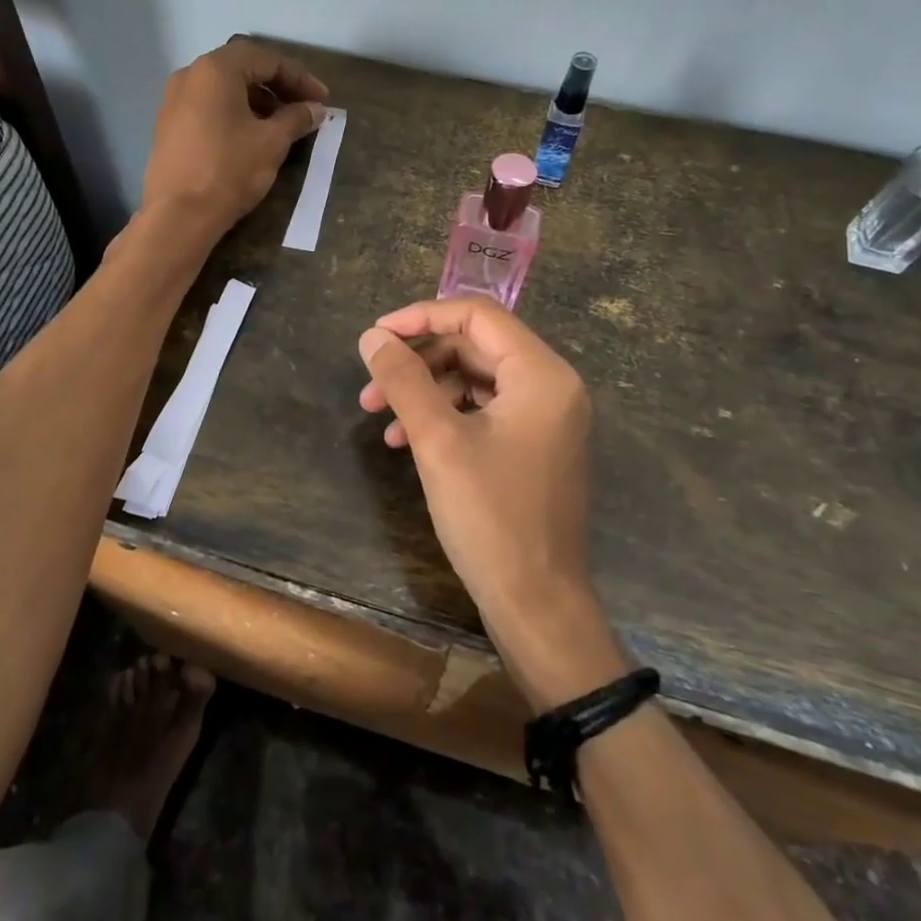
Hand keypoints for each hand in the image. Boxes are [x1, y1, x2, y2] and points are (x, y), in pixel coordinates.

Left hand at [142, 37, 327, 236]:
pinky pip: (208, 107)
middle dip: (278, 86)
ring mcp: (173, 100)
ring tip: (282, 125)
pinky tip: (252, 136)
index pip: (266, 59)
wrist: (178, 216)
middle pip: (242, 68)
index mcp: (216, 70)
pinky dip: (234, 113)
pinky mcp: (168, 126)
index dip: (300, 78)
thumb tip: (315, 109)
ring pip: (224, 89)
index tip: (322, 100)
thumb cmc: (228, 170)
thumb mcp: (271, 142)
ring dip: (257, 101)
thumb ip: (296, 119)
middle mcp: (190, 75)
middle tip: (304, 108)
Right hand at [357, 297, 622, 704]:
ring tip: (377, 417)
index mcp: (541, 374)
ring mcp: (544, 417)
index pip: (477, 315)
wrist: (536, 605)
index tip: (376, 335)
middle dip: (417, 361)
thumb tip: (372, 336)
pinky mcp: (532, 445)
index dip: (421, 316)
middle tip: (369, 385)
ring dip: (423, 390)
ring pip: (473, 380)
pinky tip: (404, 441)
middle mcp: (551, 385)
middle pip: (473, 346)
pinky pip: (482, 410)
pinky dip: (443, 416)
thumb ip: (404, 380)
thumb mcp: (438, 441)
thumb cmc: (491, 516)